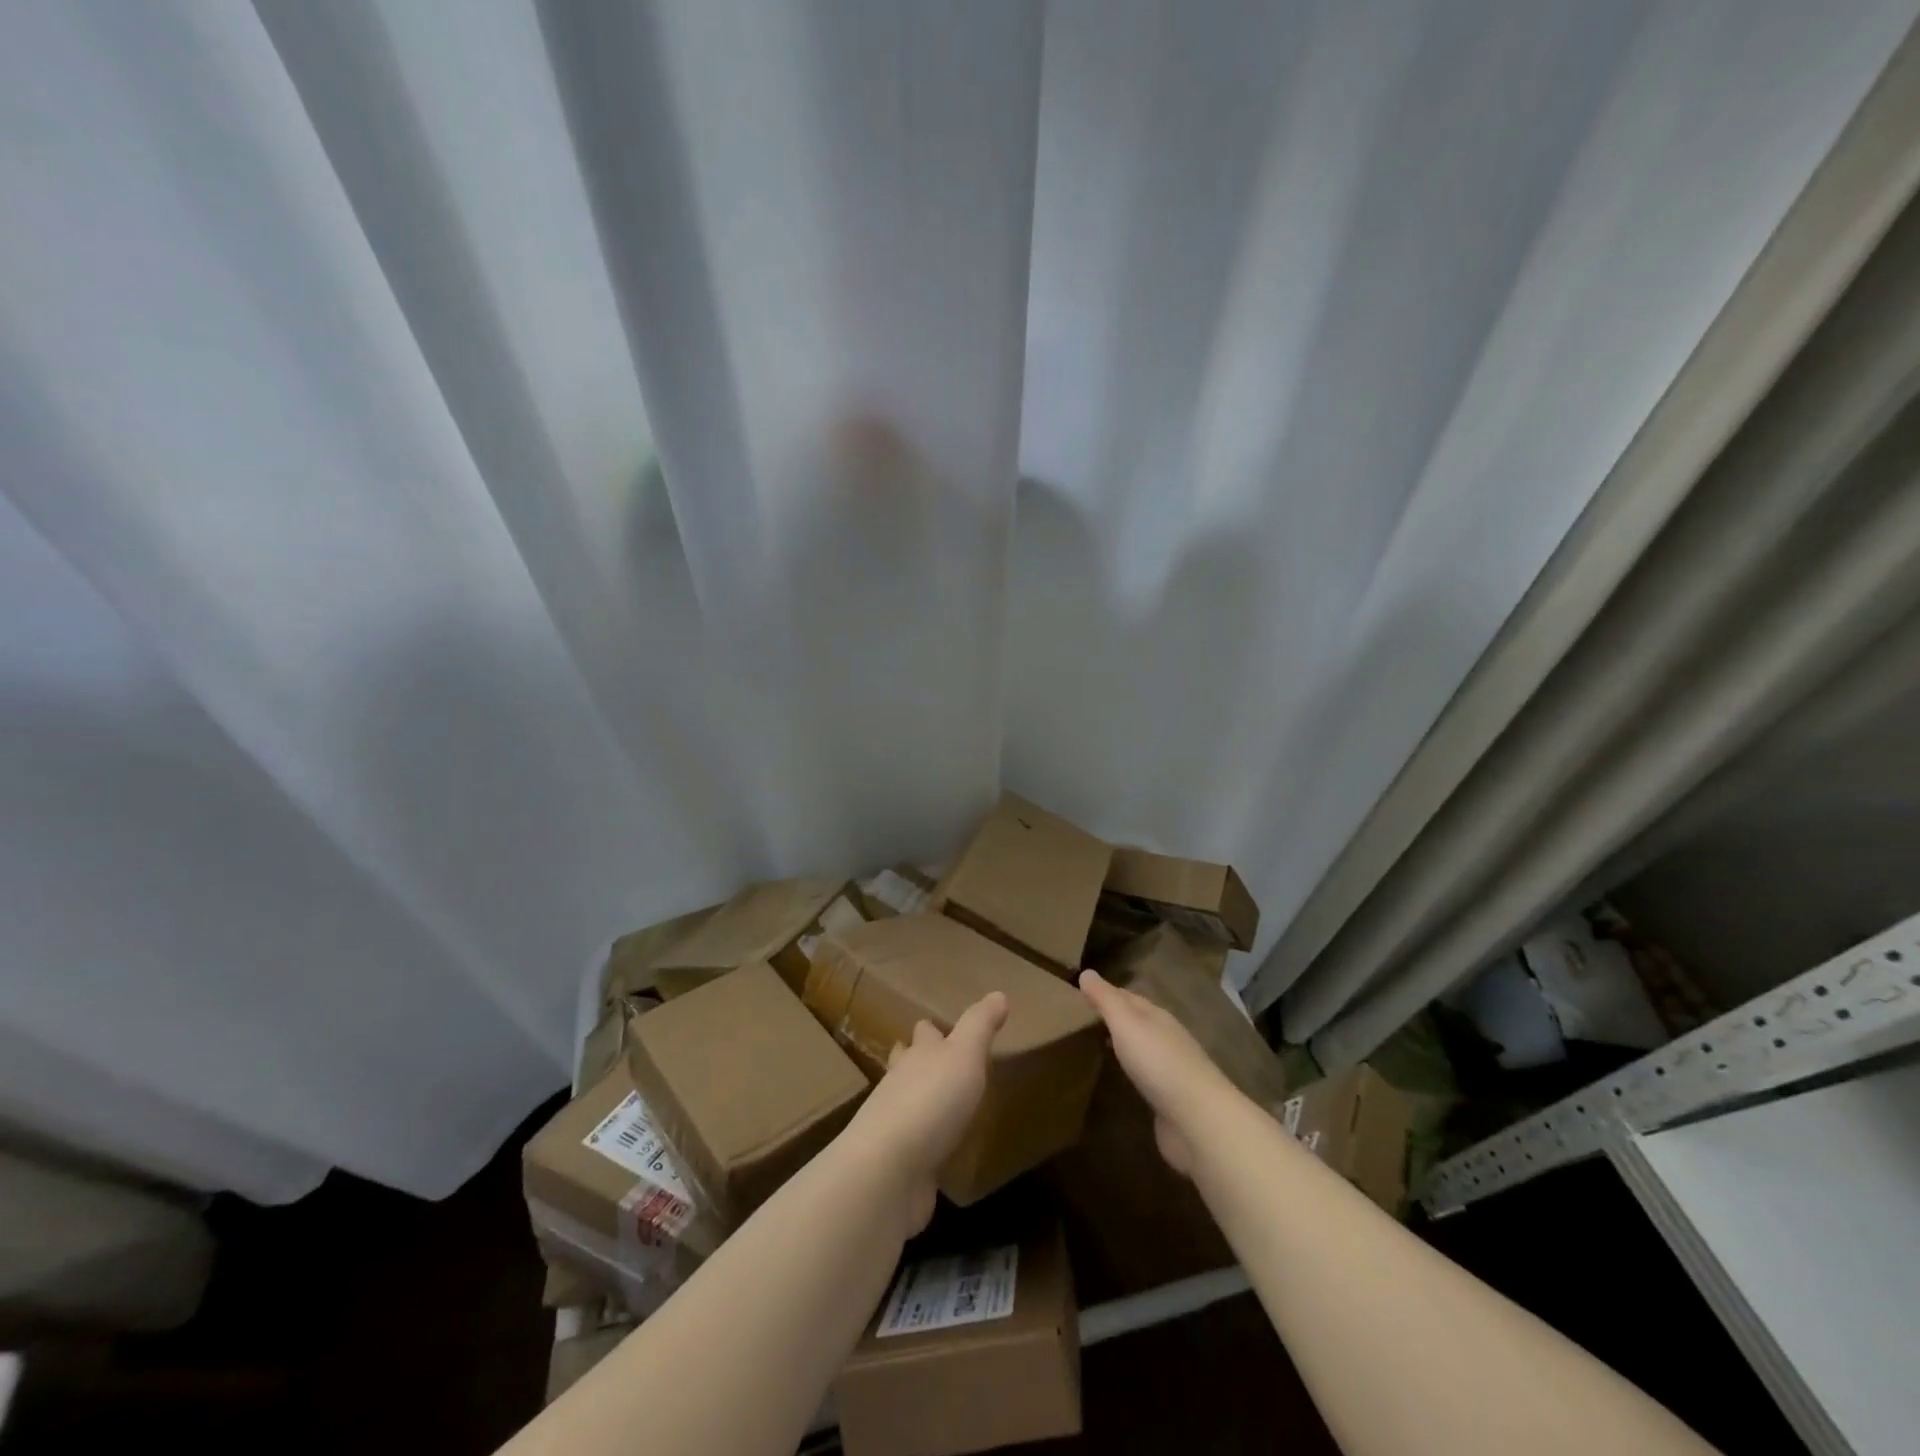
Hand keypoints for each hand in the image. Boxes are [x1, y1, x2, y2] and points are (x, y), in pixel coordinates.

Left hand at [840, 991, 1007, 1233]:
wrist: (890, 1169)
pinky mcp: (897, 1164)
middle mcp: (901, 1083)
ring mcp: (894, 1125)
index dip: (933, 1029)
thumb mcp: (965, 1054)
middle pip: (907, 1062)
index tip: (941, 1028)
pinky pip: (913, 1145)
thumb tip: (998, 993)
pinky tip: (935, 1150)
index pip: (924, 1033)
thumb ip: (980, 1025)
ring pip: (906, 1101)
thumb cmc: (931, 1100)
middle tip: (934, 1060)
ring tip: (936, 1102)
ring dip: (918, 1098)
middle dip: (917, 1058)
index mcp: (919, 1054)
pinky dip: (923, 1142)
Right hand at [1079, 968, 1233, 1175]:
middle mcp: (1165, 1037)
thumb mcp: (1126, 1023)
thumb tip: (1086, 972)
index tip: (1080, 992)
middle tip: (1081, 1019)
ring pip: (1141, 1047)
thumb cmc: (1158, 1062)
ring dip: (1122, 1043)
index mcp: (1156, 1016)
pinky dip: (1130, 1069)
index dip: (1105, 993)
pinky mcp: (1170, 1097)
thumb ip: (1105, 999)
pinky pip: (1145, 1075)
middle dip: (1113, 1017)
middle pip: (1136, 1020)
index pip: (1128, 996)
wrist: (1198, 1119)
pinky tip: (1119, 1076)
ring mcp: (1170, 1068)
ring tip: (1094, 1044)